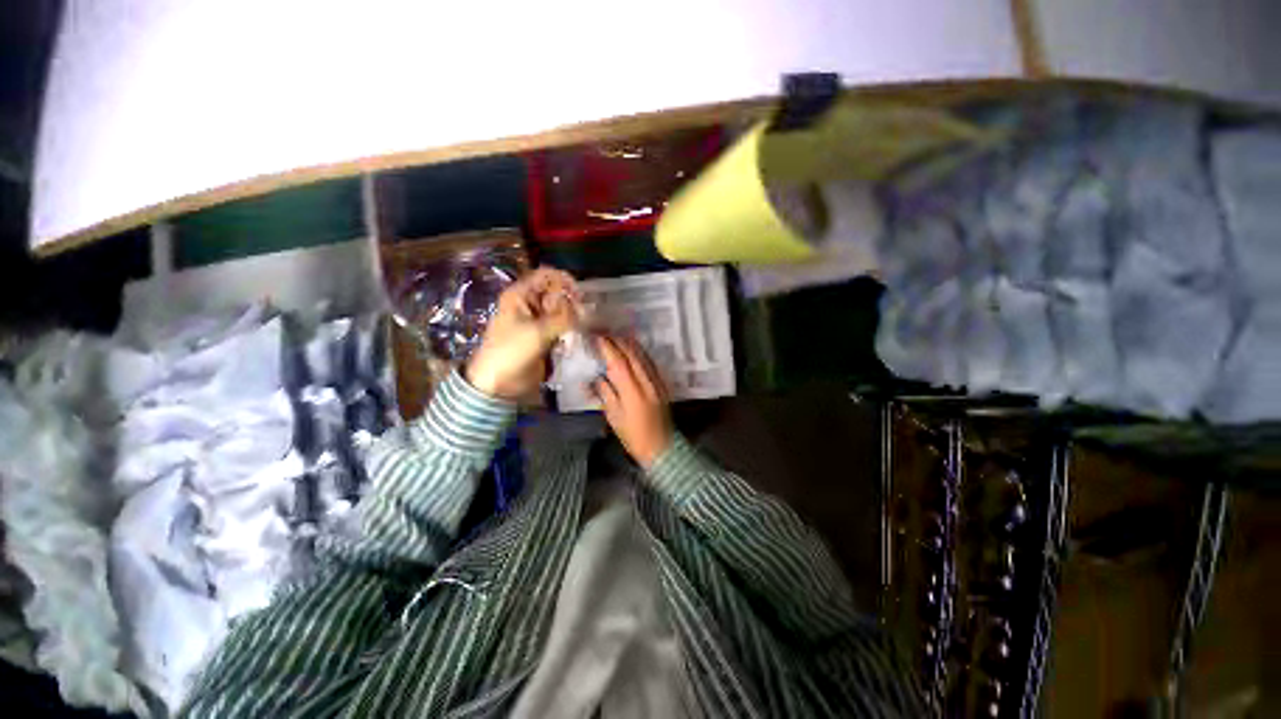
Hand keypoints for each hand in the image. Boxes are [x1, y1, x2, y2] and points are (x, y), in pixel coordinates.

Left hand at [465, 268, 579, 400]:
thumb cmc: (511, 351)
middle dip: (572, 302)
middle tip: (583, 317)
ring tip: (582, 329)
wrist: (498, 383)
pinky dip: (570, 331)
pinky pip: (562, 327)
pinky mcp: (545, 337)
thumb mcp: (538, 332)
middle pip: (557, 293)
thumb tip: (587, 311)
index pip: (546, 276)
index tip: (580, 295)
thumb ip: (564, 319)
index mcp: (521, 295)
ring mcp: (538, 321)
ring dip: (573, 318)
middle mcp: (530, 304)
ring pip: (562, 311)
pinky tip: (576, 339)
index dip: (564, 281)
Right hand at [593, 336, 672, 468]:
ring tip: (616, 336)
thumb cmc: (633, 437)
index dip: (608, 348)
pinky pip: (650, 363)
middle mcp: (647, 384)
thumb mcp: (614, 418)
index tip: (597, 338)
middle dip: (618, 341)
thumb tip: (596, 377)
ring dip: (629, 344)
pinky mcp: (662, 384)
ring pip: (643, 356)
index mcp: (633, 394)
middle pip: (633, 355)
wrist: (662, 448)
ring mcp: (657, 383)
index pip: (619, 364)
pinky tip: (632, 349)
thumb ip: (606, 395)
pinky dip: (639, 353)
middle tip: (604, 333)